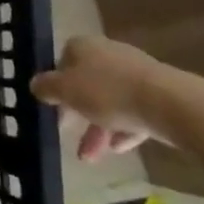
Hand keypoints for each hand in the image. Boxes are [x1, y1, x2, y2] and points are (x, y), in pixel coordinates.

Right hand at [29, 35, 203, 160]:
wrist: (168, 103)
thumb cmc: (108, 92)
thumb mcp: (66, 91)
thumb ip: (47, 87)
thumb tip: (35, 84)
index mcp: (84, 47)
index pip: (62, 60)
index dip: (55, 84)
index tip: (52, 107)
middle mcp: (108, 54)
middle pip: (86, 83)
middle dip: (76, 113)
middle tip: (67, 134)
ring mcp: (135, 74)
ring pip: (109, 101)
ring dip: (97, 128)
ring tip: (91, 157)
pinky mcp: (157, 94)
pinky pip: (132, 111)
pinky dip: (123, 129)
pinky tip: (118, 149)